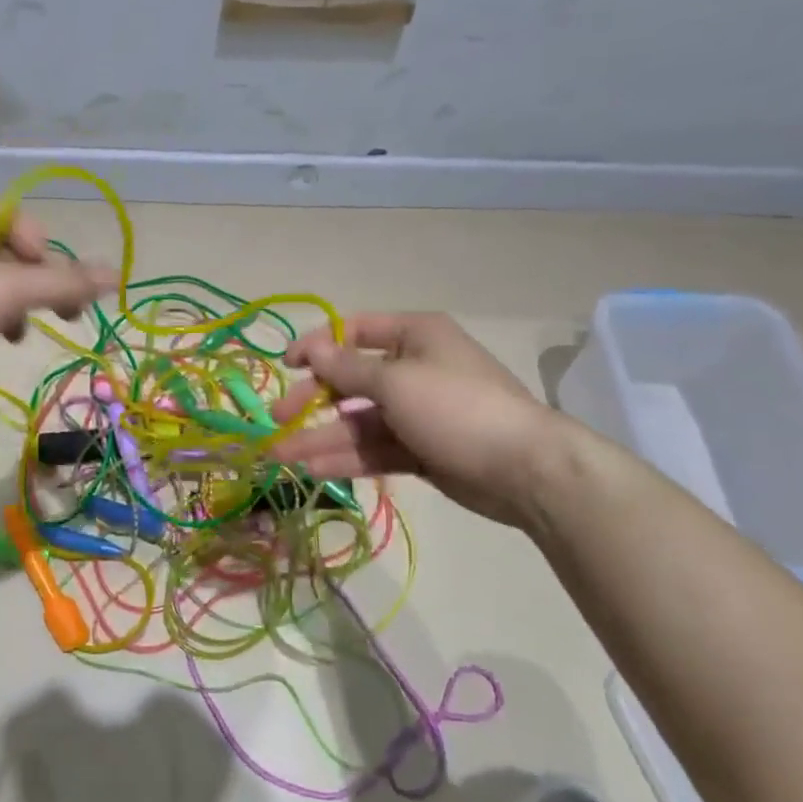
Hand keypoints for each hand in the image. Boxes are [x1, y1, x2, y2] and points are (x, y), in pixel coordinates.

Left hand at [0, 201, 112, 412]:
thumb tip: (117, 273)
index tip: (51, 281)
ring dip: (8, 308)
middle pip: (4, 253)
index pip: (15, 217)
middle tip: (52, 314)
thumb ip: (63, 283)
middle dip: (32, 283)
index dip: (41, 245)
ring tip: (13, 338)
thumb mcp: (8, 292)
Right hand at [268, 313, 560, 529]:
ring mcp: (417, 413)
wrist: (525, 470)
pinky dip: (347, 458)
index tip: (287, 365)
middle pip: (350, 381)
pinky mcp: (420, 450)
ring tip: (282, 456)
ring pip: (358, 422)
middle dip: (312, 401)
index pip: (354, 331)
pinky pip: (375, 449)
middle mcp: (413, 369)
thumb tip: (313, 350)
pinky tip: (314, 470)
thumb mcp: (397, 381)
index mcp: (414, 337)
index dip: (318, 346)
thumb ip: (348, 369)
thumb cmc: (458, 408)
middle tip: (276, 420)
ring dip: (322, 438)